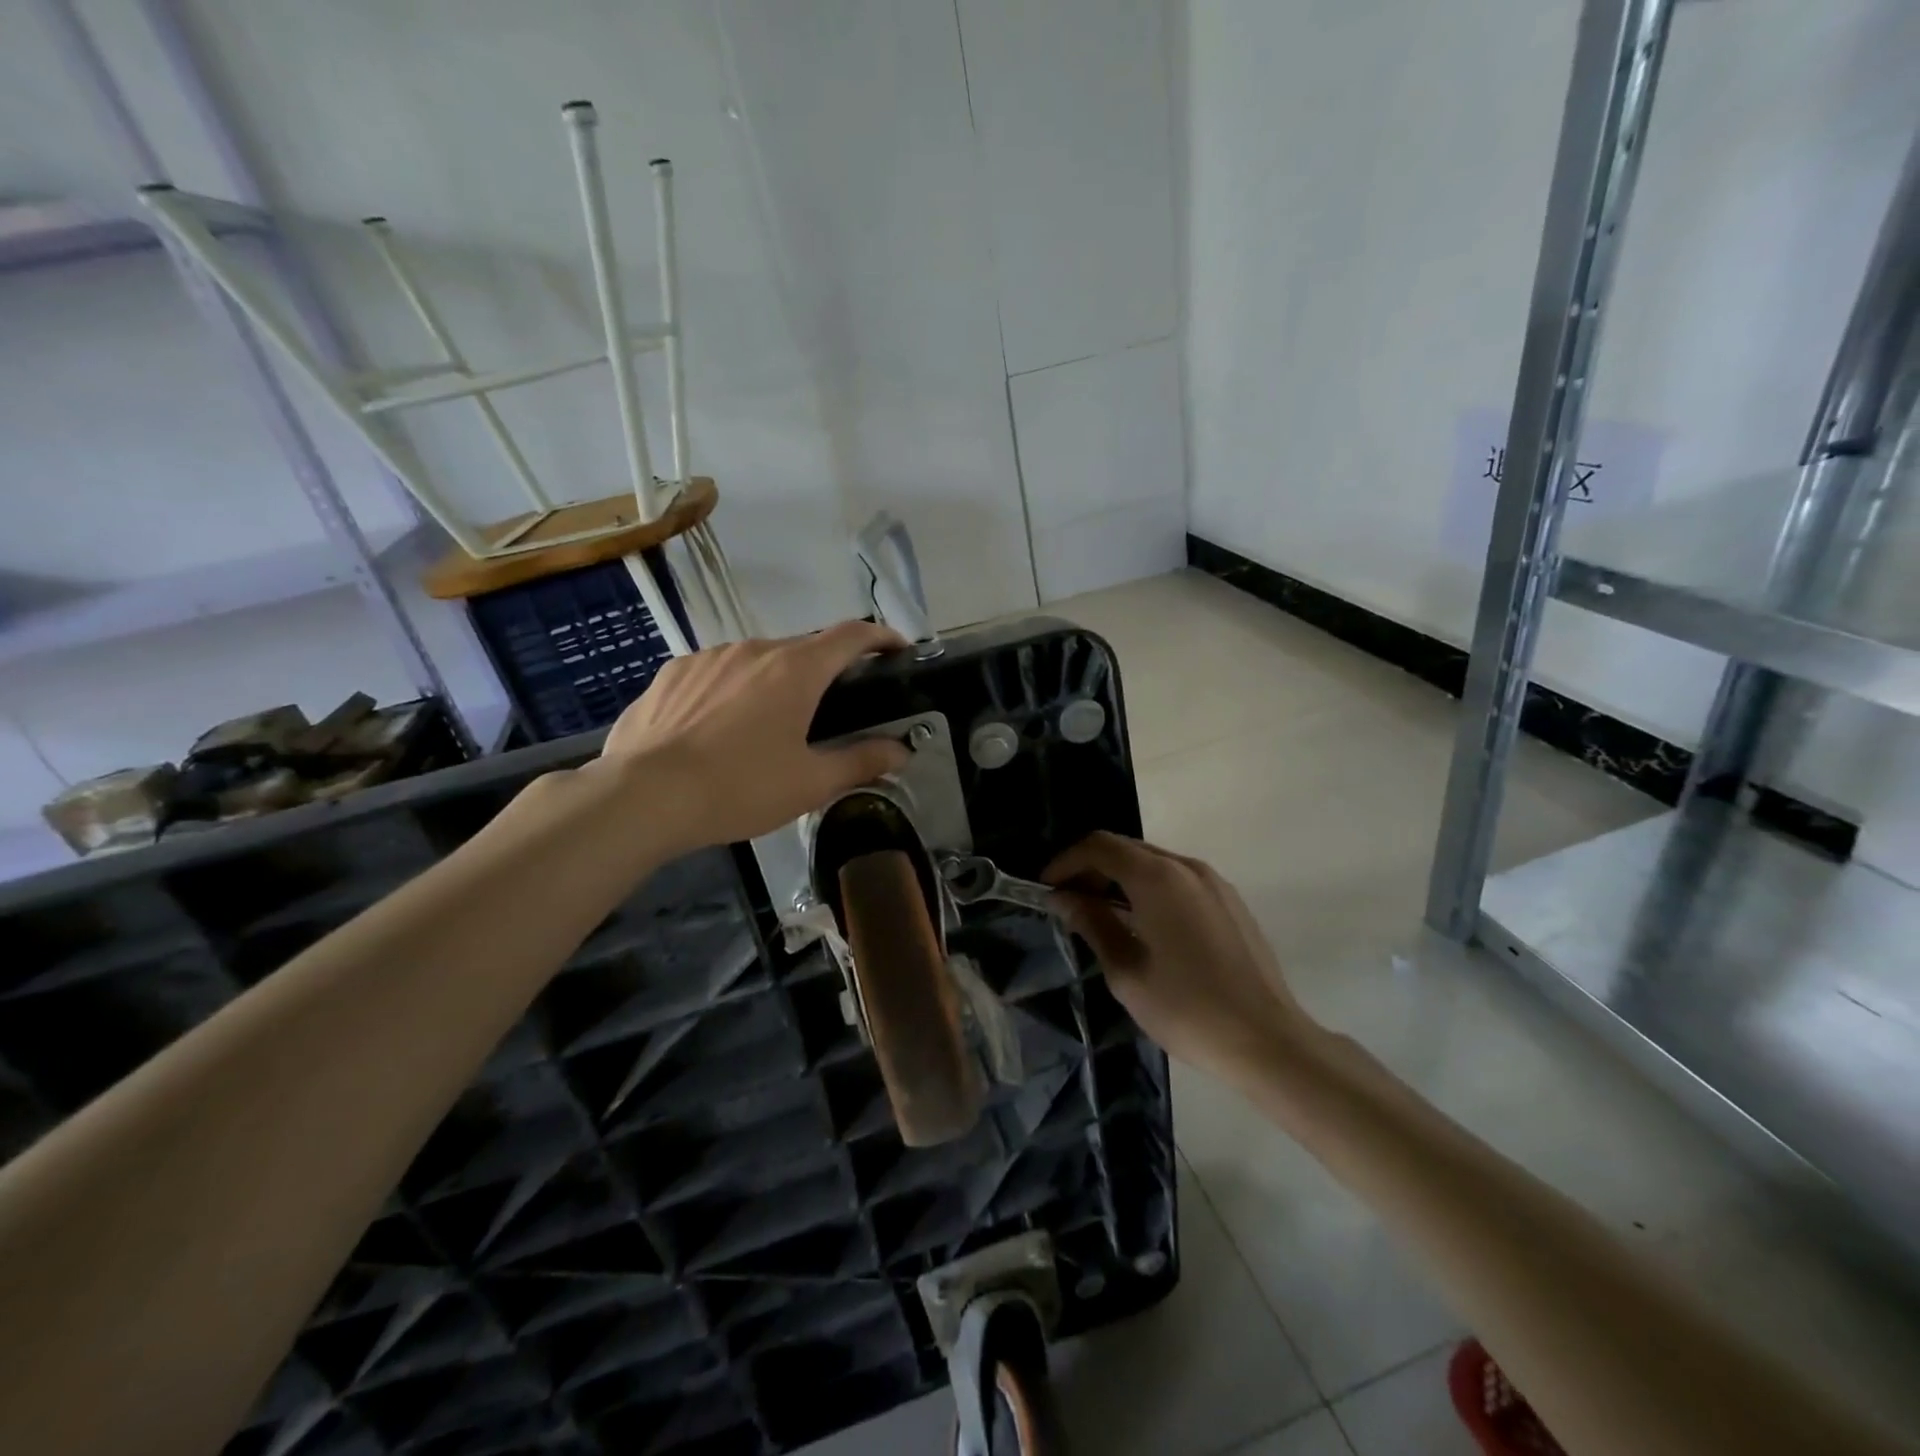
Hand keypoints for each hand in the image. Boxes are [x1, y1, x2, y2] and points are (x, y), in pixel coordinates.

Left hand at [602, 621, 911, 850]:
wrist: (643, 796)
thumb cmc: (739, 788)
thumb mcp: (810, 784)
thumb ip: (861, 761)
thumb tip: (900, 751)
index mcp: (796, 669)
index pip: (852, 635)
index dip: (881, 637)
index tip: (897, 649)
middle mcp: (754, 649)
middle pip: (804, 649)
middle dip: (825, 671)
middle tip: (831, 709)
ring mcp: (708, 657)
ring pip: (757, 660)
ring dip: (774, 681)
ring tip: (769, 724)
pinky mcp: (672, 673)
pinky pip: (716, 673)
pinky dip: (732, 690)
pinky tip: (719, 727)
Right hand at [1044, 833, 1316, 1085]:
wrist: (1268, 1041)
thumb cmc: (1188, 1010)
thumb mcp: (1127, 972)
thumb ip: (1093, 924)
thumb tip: (1063, 898)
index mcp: (1158, 878)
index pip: (1099, 846)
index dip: (1066, 862)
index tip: (1047, 889)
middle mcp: (1186, 867)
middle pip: (1126, 848)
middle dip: (1091, 868)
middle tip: (1069, 903)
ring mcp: (1213, 882)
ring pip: (1153, 862)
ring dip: (1120, 878)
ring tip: (1102, 916)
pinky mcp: (1229, 901)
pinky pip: (1178, 879)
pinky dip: (1149, 888)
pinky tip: (1143, 925)